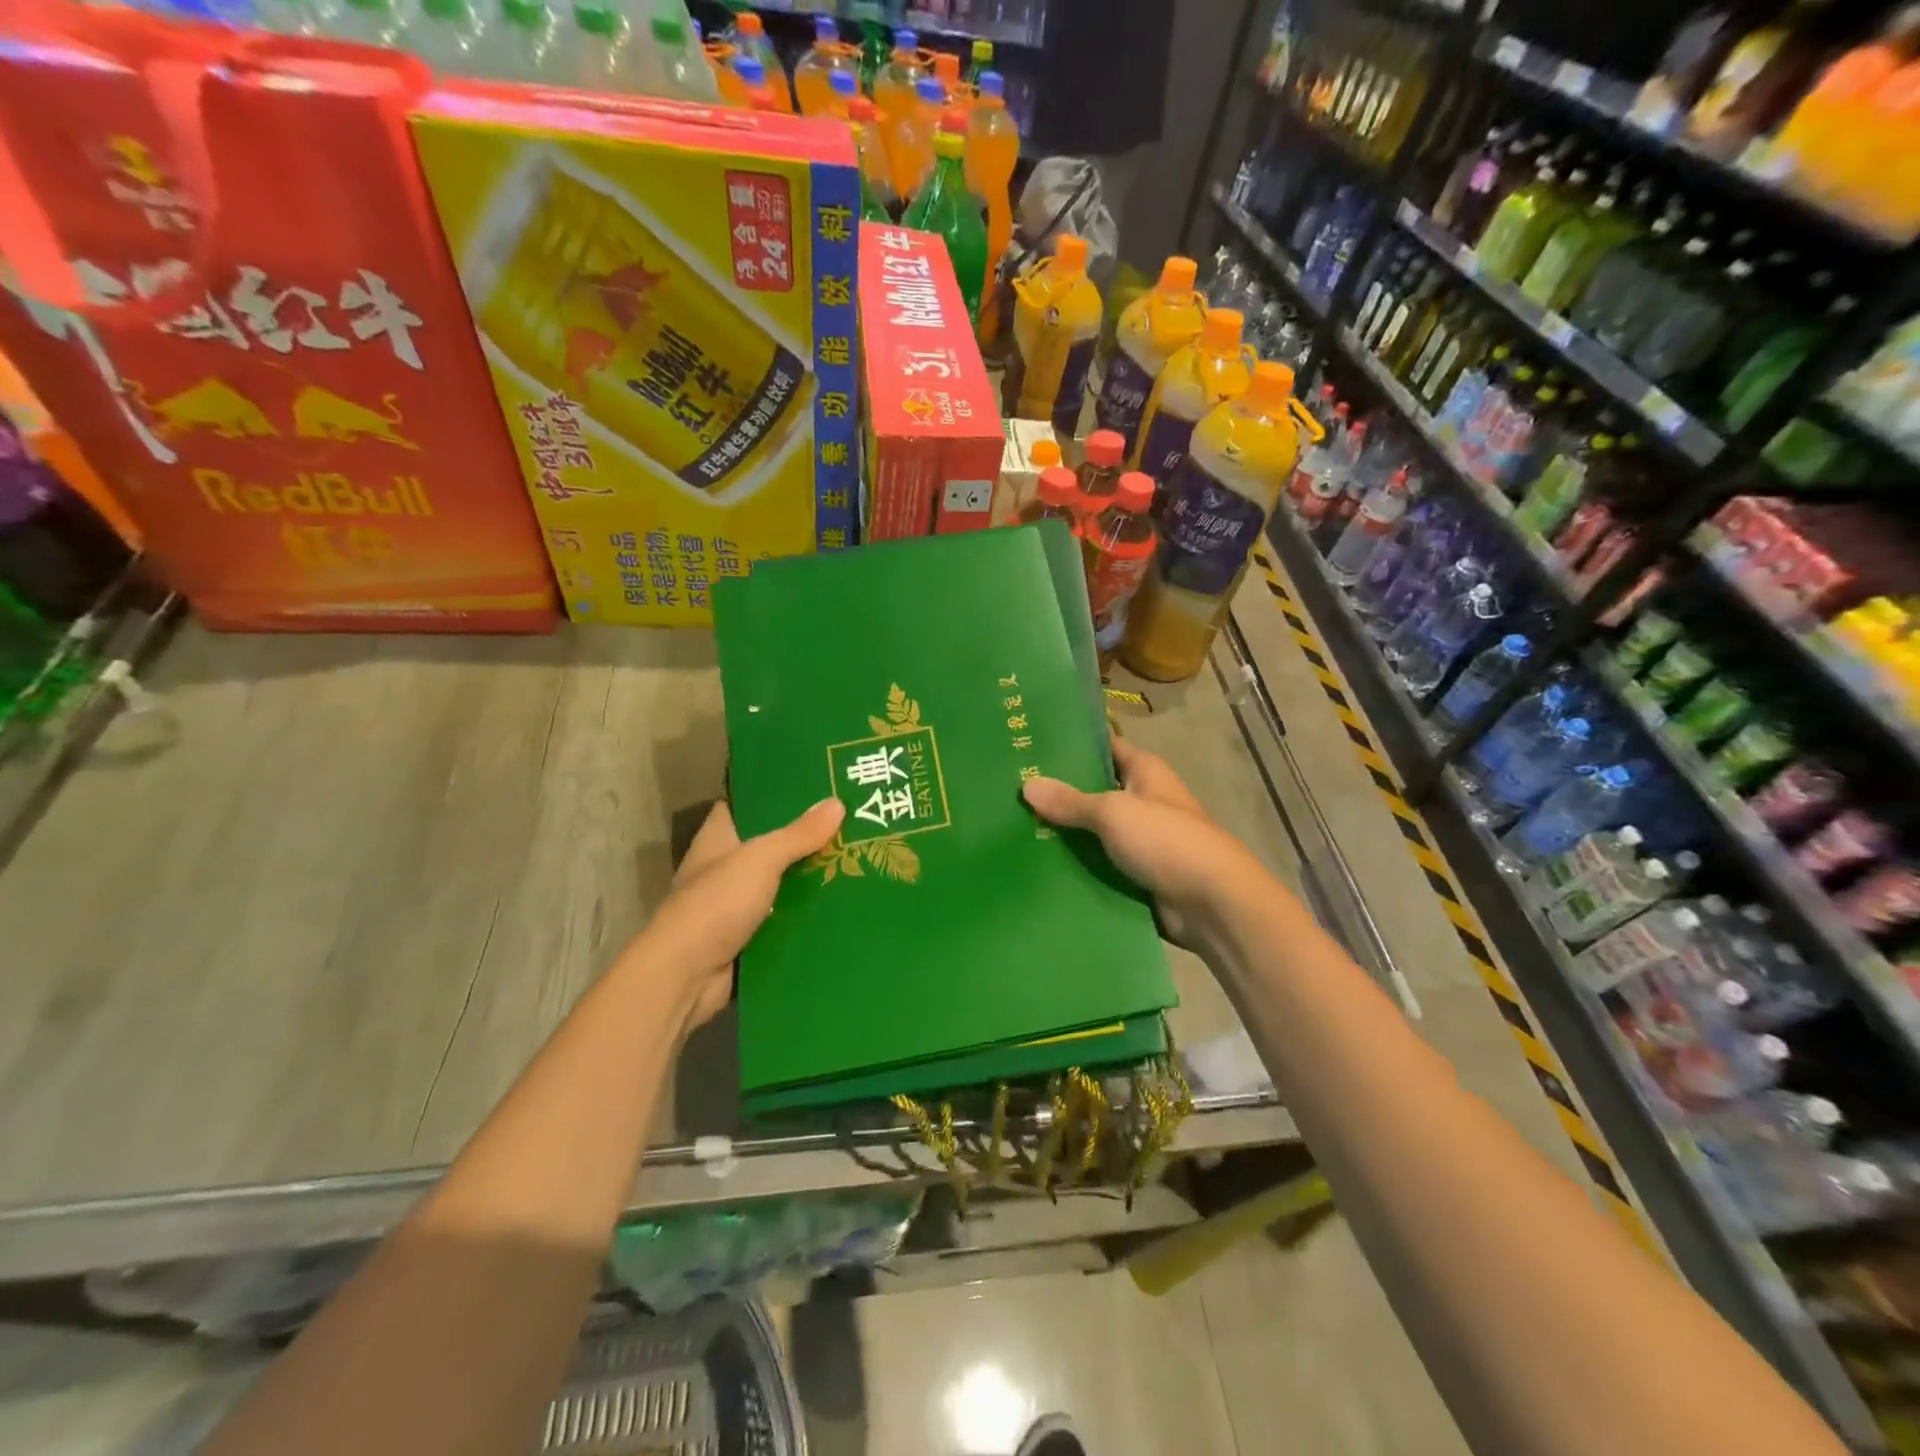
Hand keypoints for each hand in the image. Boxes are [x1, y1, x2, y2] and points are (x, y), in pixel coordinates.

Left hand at [638, 797, 845, 1031]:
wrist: (686, 977)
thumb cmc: (716, 904)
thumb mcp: (760, 859)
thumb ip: (798, 834)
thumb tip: (837, 803)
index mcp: (719, 839)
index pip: (747, 805)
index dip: (776, 795)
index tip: (816, 786)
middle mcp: (727, 867)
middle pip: (773, 845)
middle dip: (808, 838)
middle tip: (853, 822)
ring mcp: (738, 905)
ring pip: (784, 883)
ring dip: (814, 878)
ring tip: (860, 859)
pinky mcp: (752, 937)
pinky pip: (787, 918)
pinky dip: (810, 914)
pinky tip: (846, 904)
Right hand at [1022, 736, 1254, 946]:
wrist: (1211, 905)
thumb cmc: (1165, 840)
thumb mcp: (1112, 812)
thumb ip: (1070, 801)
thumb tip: (1027, 785)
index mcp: (1145, 772)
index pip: (1105, 746)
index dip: (1072, 744)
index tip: (1031, 742)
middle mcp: (1143, 801)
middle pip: (1094, 790)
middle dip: (1058, 792)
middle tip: (1010, 789)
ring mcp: (1140, 840)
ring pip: (1092, 831)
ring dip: (1062, 833)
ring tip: (1012, 827)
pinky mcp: (1136, 875)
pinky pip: (1098, 865)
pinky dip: (1075, 866)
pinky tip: (1036, 865)